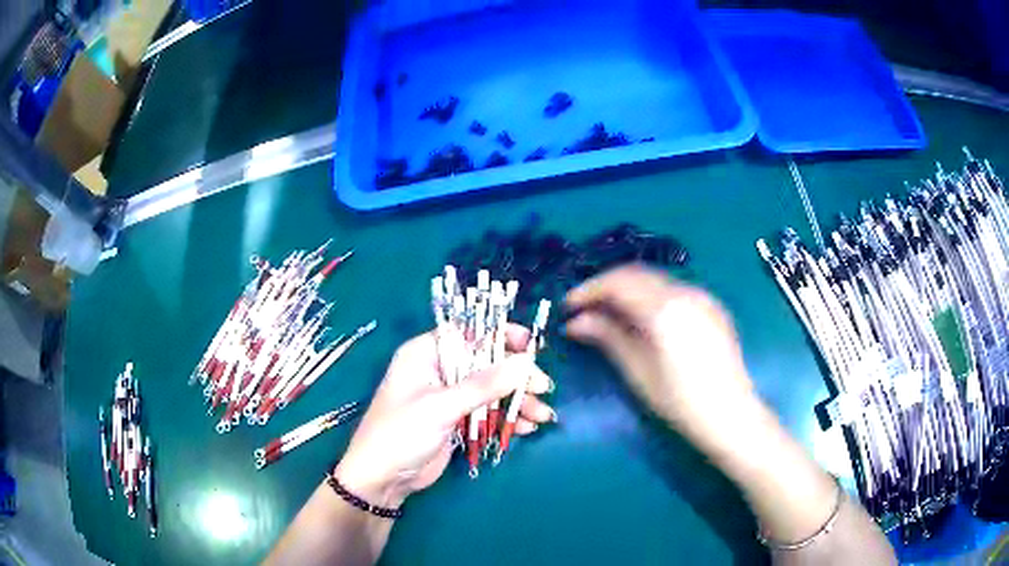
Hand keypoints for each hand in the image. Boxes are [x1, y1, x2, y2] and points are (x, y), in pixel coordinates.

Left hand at [335, 325, 555, 507]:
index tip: (531, 345)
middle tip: (543, 388)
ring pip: (492, 390)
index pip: (469, 333)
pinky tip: (527, 428)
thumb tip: (526, 362)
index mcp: (426, 354)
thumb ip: (484, 385)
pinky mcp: (457, 421)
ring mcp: (449, 397)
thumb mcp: (441, 406)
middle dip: (516, 376)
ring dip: (518, 401)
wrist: (383, 479)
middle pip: (486, 363)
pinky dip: (508, 419)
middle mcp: (439, 370)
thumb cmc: (401, 433)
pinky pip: (488, 413)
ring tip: (543, 416)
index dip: (501, 335)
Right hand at [564, 264, 758, 451]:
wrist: (730, 415)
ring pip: (656, 280)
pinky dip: (651, 297)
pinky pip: (674, 291)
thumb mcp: (637, 371)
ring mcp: (703, 297)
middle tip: (584, 308)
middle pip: (637, 274)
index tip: (568, 305)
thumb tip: (576, 321)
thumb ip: (607, 337)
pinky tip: (643, 319)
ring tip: (609, 314)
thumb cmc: (679, 400)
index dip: (589, 289)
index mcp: (665, 307)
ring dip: (629, 290)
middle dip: (607, 286)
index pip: (619, 281)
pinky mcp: (712, 308)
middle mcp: (686, 291)